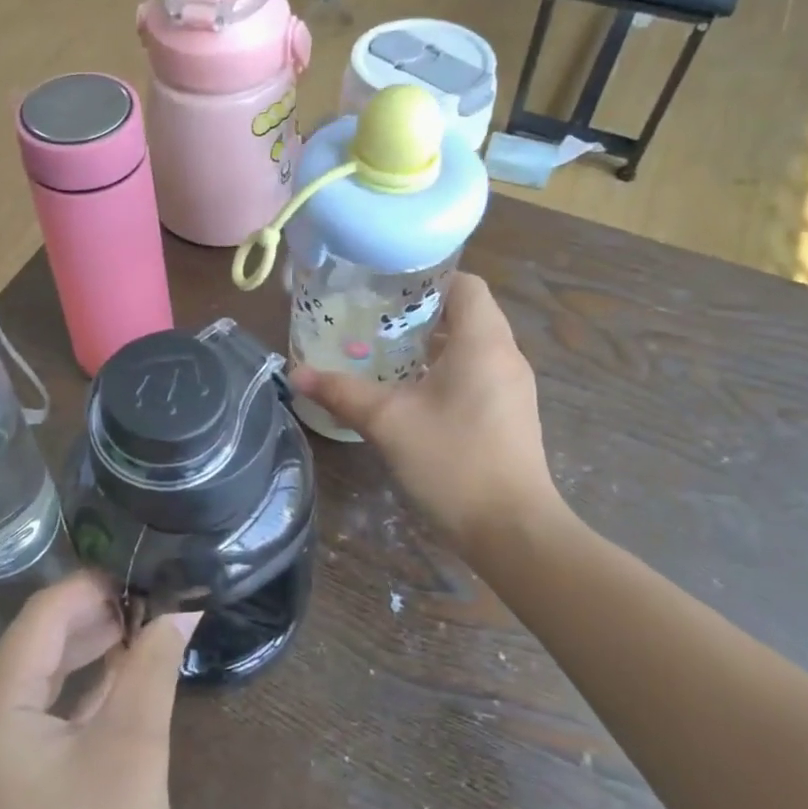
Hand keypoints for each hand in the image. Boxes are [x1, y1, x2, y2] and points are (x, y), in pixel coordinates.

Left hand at [0, 572, 200, 808]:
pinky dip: (74, 695)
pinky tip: (117, 675)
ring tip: (141, 626)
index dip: (89, 589)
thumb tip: (182, 609)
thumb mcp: (134, 752)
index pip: (38, 622)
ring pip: (34, 681)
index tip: (140, 571)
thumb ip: (151, 667)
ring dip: (85, 654)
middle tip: (150, 598)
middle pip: (32, 647)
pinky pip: (33, 718)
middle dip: (91, 620)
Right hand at [291, 272, 569, 551]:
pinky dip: (445, 370)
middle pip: (466, 313)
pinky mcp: (510, 415)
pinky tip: (410, 392)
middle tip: (372, 319)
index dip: (427, 278)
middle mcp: (505, 356)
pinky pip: (476, 373)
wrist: (512, 531)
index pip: (465, 283)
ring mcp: (512, 387)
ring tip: (383, 351)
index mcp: (483, 342)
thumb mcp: (387, 422)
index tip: (385, 288)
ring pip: (471, 346)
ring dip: (431, 344)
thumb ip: (341, 392)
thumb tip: (295, 373)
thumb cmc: (452, 461)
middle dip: (420, 312)